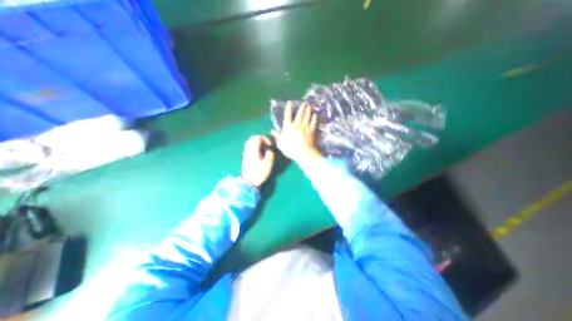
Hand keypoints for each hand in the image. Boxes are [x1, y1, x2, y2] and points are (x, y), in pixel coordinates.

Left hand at [241, 134, 274, 187]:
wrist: (250, 181)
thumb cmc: (259, 173)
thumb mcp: (268, 164)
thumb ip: (270, 154)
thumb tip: (268, 149)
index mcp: (253, 150)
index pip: (257, 138)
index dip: (264, 139)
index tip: (270, 145)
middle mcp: (248, 150)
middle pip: (252, 138)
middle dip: (261, 139)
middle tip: (267, 144)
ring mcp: (246, 153)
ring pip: (250, 142)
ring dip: (258, 142)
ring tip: (264, 148)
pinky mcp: (245, 156)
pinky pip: (249, 146)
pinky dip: (255, 146)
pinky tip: (260, 152)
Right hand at [271, 102, 320, 165]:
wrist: (303, 153)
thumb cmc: (290, 149)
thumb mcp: (281, 144)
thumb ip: (277, 137)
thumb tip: (272, 131)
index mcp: (288, 127)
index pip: (288, 115)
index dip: (288, 108)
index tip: (290, 102)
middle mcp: (297, 125)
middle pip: (299, 114)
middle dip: (301, 108)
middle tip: (304, 103)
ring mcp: (305, 127)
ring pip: (307, 116)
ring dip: (308, 111)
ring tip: (309, 106)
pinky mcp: (312, 131)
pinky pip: (313, 123)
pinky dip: (314, 118)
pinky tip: (315, 115)